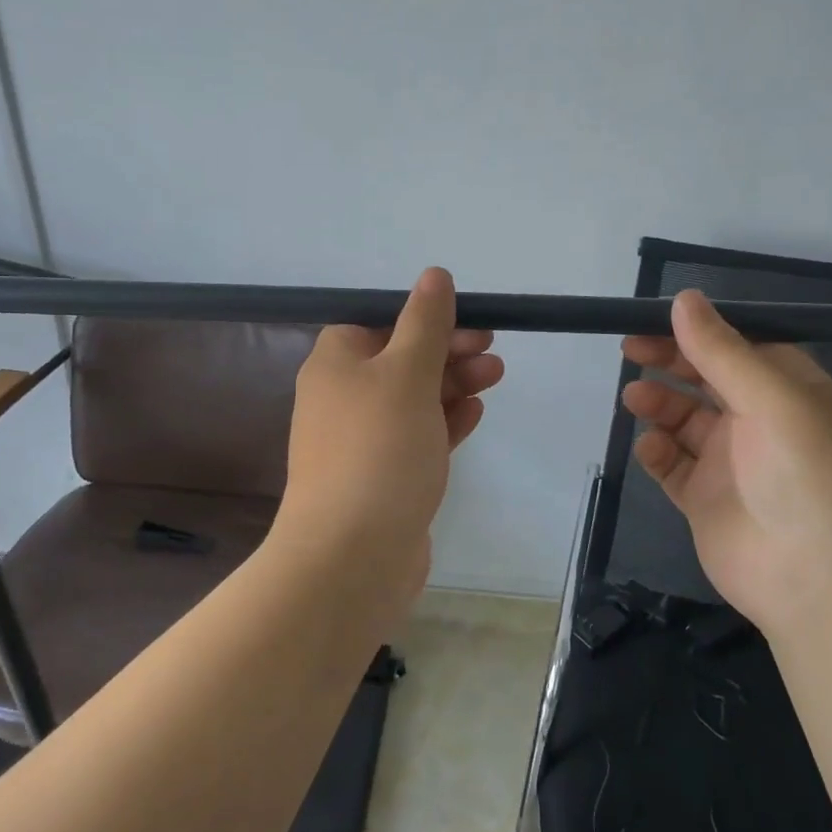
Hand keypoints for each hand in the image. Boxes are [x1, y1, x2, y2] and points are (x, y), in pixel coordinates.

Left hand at [274, 268, 502, 587]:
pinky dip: (445, 422)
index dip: (424, 318)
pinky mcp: (383, 477)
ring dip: (453, 384)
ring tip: (495, 376)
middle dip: (448, 351)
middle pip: (400, 359)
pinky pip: (417, 437)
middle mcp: (342, 398)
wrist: (353, 555)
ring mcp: (362, 441)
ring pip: (413, 399)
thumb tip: (434, 276)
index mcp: (335, 363)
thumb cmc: (378, 448)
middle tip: (492, 351)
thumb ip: (424, 323)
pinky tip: (474, 413)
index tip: (468, 322)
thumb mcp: (406, 372)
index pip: (379, 322)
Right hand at [621, 290, 831, 633]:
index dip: (699, 332)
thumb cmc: (807, 475)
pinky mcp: (707, 500)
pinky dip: (658, 452)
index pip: (740, 348)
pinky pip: (674, 466)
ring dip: (660, 404)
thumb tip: (684, 299)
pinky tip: (651, 448)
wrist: (819, 582)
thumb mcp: (772, 399)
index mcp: (791, 392)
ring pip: (685, 421)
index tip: (655, 320)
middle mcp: (763, 423)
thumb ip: (721, 350)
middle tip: (629, 350)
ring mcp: (733, 464)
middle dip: (670, 362)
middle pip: (707, 380)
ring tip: (636, 398)